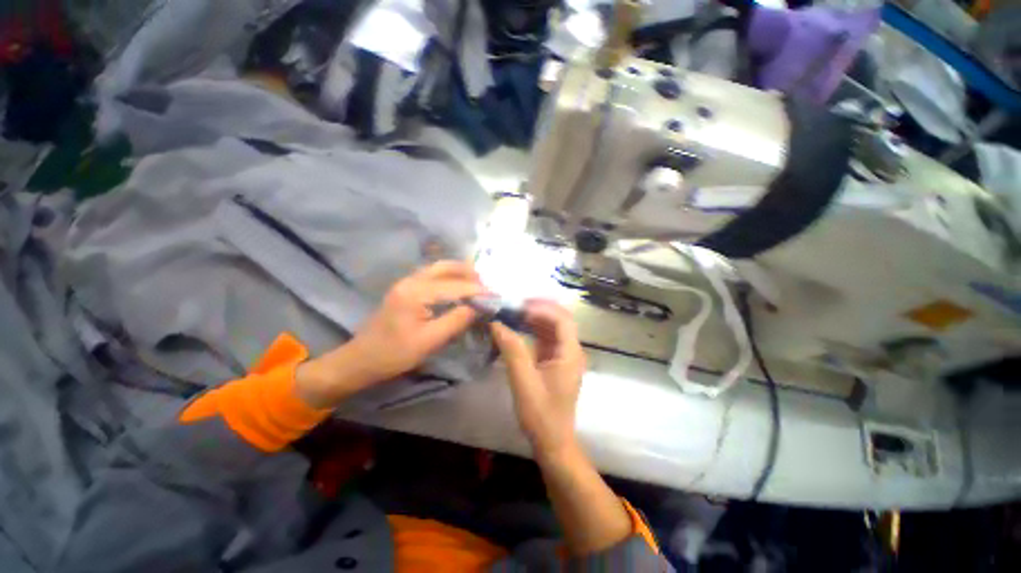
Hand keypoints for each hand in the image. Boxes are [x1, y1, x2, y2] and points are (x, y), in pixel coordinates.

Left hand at [297, 261, 484, 407]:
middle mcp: (411, 280)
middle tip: (488, 285)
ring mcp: (407, 282)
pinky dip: (449, 277)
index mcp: (416, 293)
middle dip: (469, 273)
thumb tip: (479, 307)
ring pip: (439, 268)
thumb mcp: (430, 341)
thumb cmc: (395, 354)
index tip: (496, 295)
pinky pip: (433, 275)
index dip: (478, 291)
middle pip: (446, 267)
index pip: (455, 286)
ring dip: (460, 273)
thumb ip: (457, 320)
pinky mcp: (406, 288)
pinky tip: (459, 286)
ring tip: (478, 284)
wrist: (361, 359)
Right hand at [490, 300, 586, 459]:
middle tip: (515, 306)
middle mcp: (571, 351)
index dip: (542, 309)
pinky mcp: (555, 361)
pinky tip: (518, 327)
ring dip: (535, 318)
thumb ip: (512, 350)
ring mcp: (564, 356)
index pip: (562, 319)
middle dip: (539, 310)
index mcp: (570, 354)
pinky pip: (546, 338)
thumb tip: (497, 323)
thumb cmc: (541, 414)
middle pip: (559, 320)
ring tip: (514, 313)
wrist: (552, 441)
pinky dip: (533, 330)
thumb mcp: (523, 381)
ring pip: (553, 328)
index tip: (520, 308)